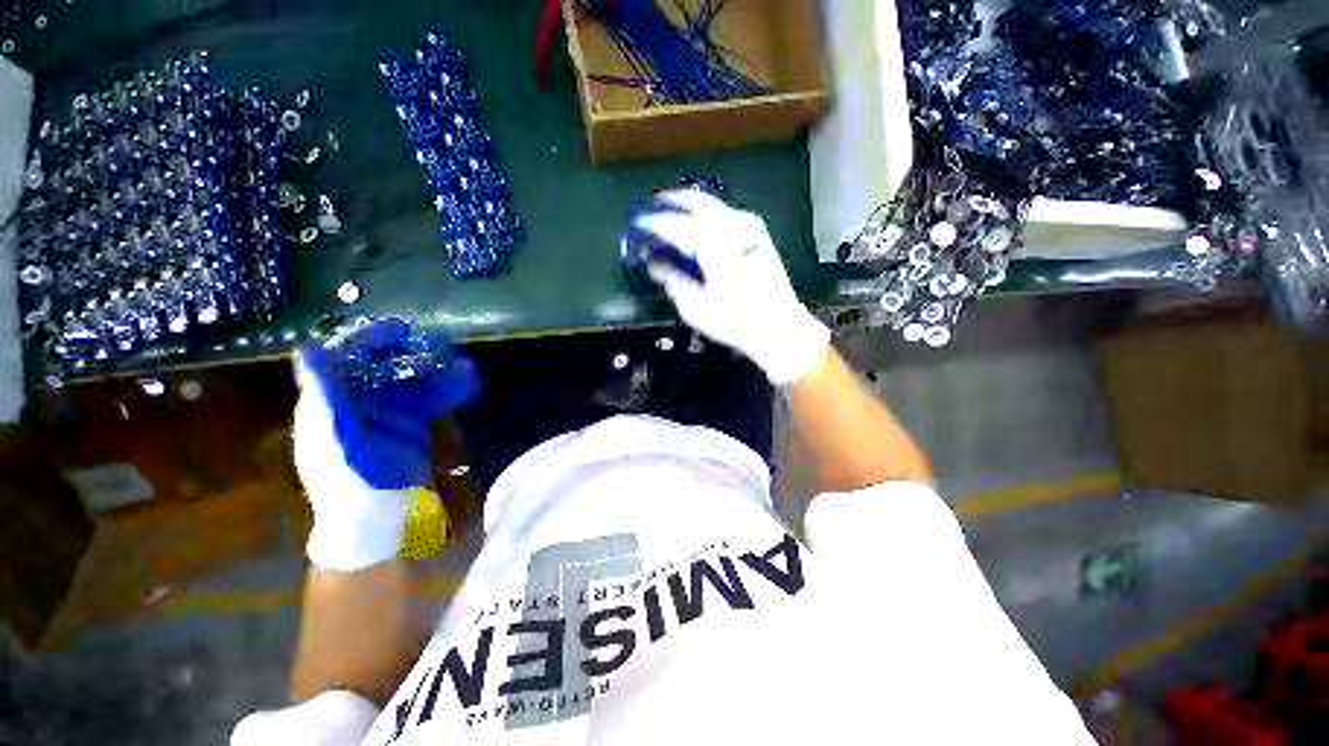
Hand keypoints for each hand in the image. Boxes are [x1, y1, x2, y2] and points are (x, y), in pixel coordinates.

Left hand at [293, 320, 478, 569]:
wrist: (378, 516)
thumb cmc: (348, 478)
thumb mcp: (331, 435)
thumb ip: (323, 393)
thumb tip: (308, 349)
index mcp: (330, 402)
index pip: (345, 360)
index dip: (369, 341)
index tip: (400, 329)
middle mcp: (358, 402)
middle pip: (385, 366)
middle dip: (413, 352)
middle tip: (442, 342)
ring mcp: (388, 414)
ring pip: (413, 381)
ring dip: (438, 370)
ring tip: (465, 363)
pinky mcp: (413, 425)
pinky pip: (431, 400)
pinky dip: (449, 390)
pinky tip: (469, 383)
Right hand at [634, 190, 829, 384]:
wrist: (778, 327)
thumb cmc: (734, 320)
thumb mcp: (695, 306)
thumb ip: (673, 281)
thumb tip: (656, 265)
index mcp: (711, 242)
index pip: (674, 224)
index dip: (653, 223)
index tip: (638, 223)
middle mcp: (731, 227)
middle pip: (698, 202)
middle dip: (675, 200)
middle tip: (657, 204)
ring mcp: (749, 229)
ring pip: (716, 206)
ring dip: (694, 206)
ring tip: (678, 214)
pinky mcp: (760, 237)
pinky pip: (730, 215)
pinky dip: (712, 216)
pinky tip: (706, 228)